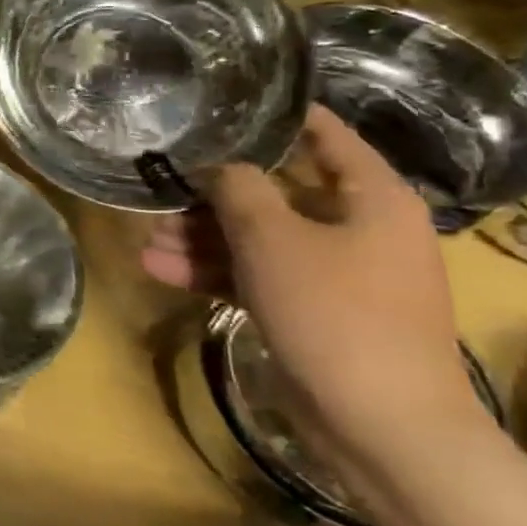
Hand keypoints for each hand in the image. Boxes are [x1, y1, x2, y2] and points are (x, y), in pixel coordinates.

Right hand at [142, 104, 484, 480]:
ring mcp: (334, 274)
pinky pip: (255, 275)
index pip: (326, 136)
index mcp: (371, 199)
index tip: (225, 100)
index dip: (279, 116)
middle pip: (276, 192)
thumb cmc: (334, 312)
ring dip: (201, 237)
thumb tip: (220, 166)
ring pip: (257, 238)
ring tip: (145, 238)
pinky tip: (157, 268)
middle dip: (212, 194)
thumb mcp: (273, 237)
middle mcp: (357, 229)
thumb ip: (239, 189)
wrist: (381, 425)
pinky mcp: (310, 311)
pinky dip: (211, 271)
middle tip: (160, 187)